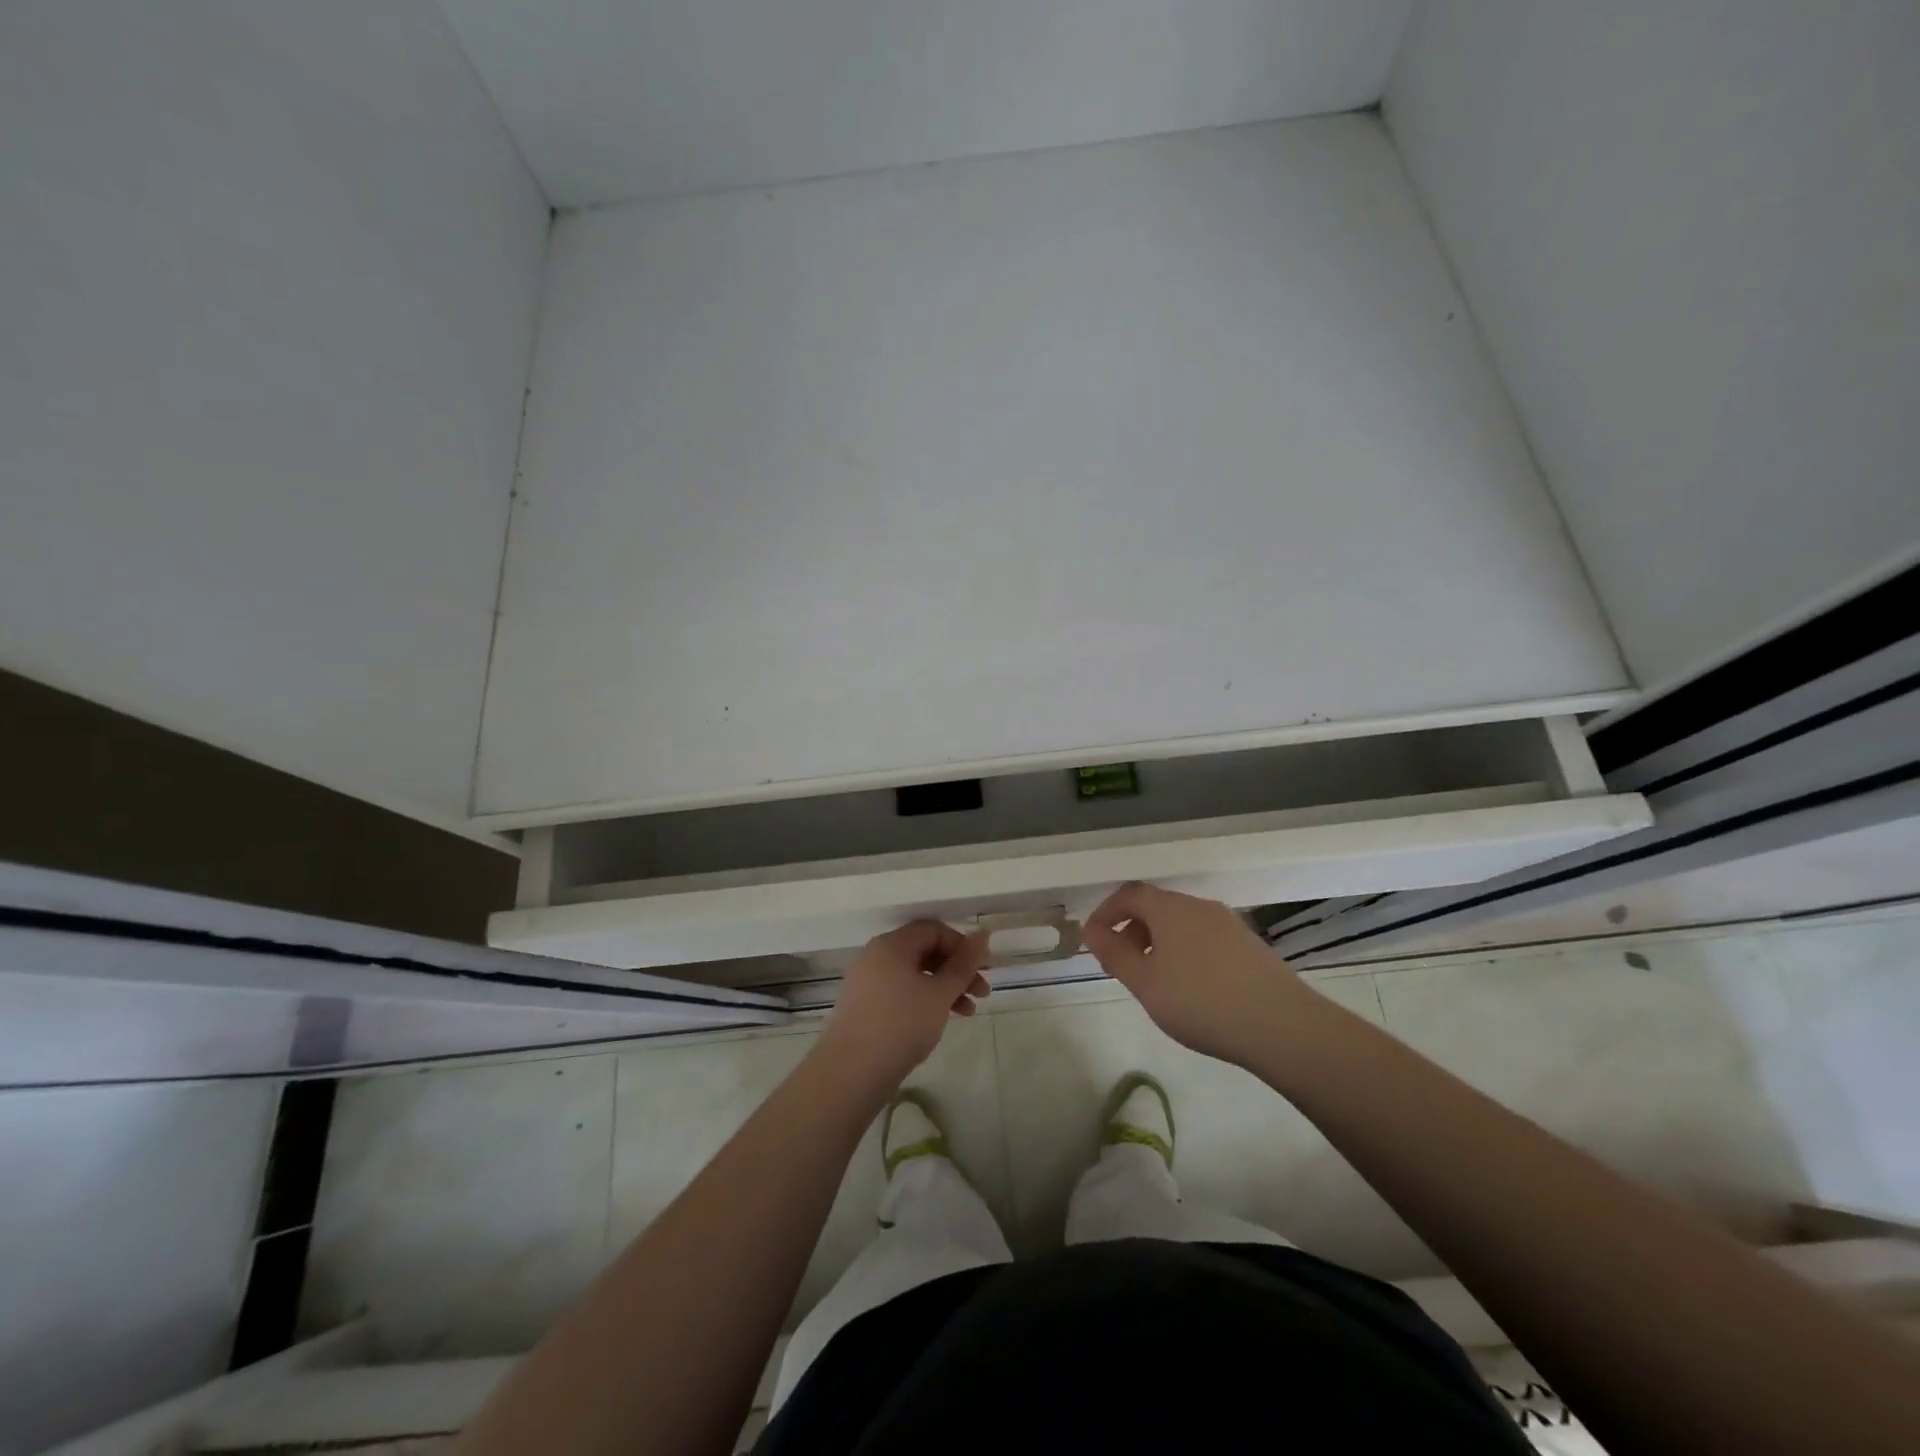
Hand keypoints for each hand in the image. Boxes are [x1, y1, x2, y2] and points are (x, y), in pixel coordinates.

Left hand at [818, 921, 988, 1090]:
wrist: (851, 1073)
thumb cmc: (901, 1025)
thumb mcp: (940, 993)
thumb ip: (963, 964)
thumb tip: (982, 933)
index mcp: (892, 944)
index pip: (933, 930)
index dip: (962, 945)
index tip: (983, 969)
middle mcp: (876, 956)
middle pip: (924, 951)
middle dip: (957, 970)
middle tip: (982, 992)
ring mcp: (867, 981)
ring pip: (914, 974)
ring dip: (944, 988)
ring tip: (968, 1013)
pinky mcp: (863, 1006)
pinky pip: (900, 992)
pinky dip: (923, 1000)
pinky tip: (938, 1021)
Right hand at [1082, 882, 1310, 1065]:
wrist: (1281, 1026)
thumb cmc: (1201, 1001)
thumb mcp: (1145, 983)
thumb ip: (1114, 954)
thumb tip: (1092, 931)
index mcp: (1170, 909)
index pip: (1129, 894)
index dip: (1106, 913)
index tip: (1094, 941)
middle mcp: (1200, 907)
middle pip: (1156, 907)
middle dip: (1132, 931)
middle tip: (1122, 966)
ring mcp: (1229, 924)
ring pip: (1182, 924)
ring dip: (1159, 943)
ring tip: (1155, 981)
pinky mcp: (1250, 946)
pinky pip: (1205, 939)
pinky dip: (1186, 953)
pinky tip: (1192, 989)